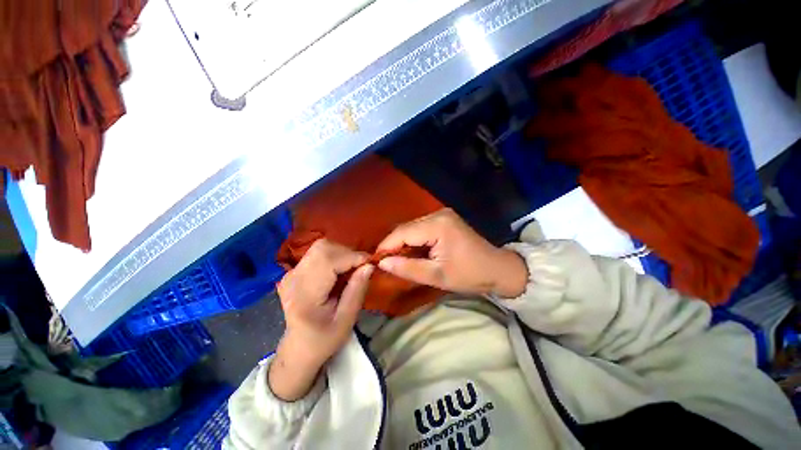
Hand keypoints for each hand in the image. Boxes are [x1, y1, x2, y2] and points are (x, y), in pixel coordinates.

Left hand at [270, 239, 373, 400]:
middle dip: (347, 252)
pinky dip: (334, 255)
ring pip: (321, 247)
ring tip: (351, 268)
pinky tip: (340, 270)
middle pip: (323, 248)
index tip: (369, 263)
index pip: (328, 261)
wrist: (298, 348)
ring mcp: (290, 273)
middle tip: (361, 266)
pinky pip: (317, 253)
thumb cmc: (323, 340)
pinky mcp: (294, 271)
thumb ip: (357, 291)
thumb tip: (369, 265)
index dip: (352, 257)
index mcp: (304, 295)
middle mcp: (293, 279)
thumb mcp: (346, 321)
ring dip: (341, 252)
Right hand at [377, 209, 527, 297]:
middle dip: (394, 244)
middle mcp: (438, 214)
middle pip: (406, 228)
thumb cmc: (470, 275)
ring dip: (403, 242)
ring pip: (412, 227)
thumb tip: (383, 263)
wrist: (498, 269)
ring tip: (395, 258)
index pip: (402, 232)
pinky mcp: (445, 220)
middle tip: (385, 262)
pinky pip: (421, 228)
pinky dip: (413, 240)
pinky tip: (410, 251)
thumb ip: (408, 268)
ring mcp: (442, 215)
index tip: (375, 261)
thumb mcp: (437, 276)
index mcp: (437, 225)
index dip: (386, 246)